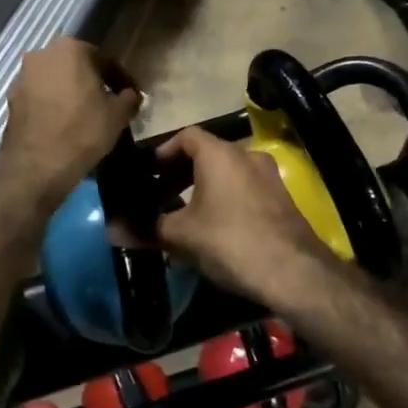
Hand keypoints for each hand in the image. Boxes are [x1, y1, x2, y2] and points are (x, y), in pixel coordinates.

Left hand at [0, 38, 141, 217]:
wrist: (36, 165)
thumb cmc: (83, 131)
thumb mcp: (118, 115)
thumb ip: (129, 98)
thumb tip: (132, 95)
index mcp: (71, 48)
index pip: (105, 61)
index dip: (121, 80)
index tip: (131, 96)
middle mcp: (42, 54)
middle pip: (76, 67)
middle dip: (92, 83)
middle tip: (107, 104)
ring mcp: (22, 77)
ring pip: (55, 82)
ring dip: (70, 94)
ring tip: (85, 116)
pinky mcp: (11, 100)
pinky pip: (40, 98)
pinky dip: (52, 106)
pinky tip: (63, 125)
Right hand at [155, 127, 347, 305]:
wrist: (293, 272)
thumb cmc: (230, 241)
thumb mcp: (183, 236)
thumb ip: (148, 227)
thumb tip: (114, 230)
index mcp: (220, 153)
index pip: (187, 135)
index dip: (164, 151)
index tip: (148, 172)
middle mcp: (246, 155)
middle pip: (207, 154)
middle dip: (181, 173)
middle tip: (160, 195)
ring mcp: (269, 176)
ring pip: (227, 173)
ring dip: (204, 188)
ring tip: (184, 215)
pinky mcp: (281, 199)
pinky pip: (244, 189)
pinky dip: (225, 199)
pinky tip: (214, 228)